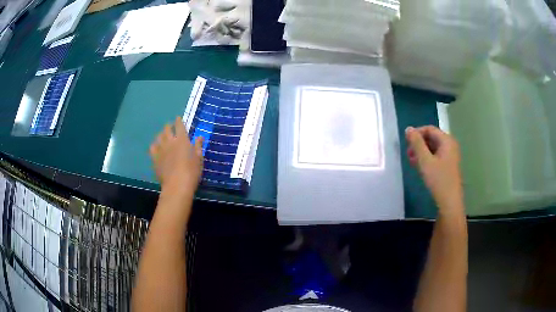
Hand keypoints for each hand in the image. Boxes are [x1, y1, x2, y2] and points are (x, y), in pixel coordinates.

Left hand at [150, 117, 203, 195]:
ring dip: (162, 134)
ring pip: (159, 136)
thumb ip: (198, 146)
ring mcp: (161, 149)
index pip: (179, 125)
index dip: (179, 120)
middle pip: (167, 128)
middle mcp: (170, 141)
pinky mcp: (155, 158)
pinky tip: (157, 147)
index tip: (178, 118)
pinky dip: (155, 145)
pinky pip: (152, 147)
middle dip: (169, 126)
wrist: (177, 185)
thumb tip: (199, 137)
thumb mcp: (199, 159)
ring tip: (163, 136)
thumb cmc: (191, 172)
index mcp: (182, 140)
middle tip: (171, 128)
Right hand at [405, 126, 463, 216]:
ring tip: (411, 161)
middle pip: (432, 138)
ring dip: (421, 152)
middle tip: (408, 153)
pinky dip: (427, 159)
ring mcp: (450, 156)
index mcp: (447, 141)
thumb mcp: (425, 161)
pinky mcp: (448, 165)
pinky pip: (436, 156)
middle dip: (418, 144)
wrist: (449, 201)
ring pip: (433, 148)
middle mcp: (450, 145)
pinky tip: (419, 166)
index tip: (406, 142)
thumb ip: (416, 143)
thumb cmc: (438, 179)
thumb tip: (408, 128)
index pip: (429, 129)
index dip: (417, 133)